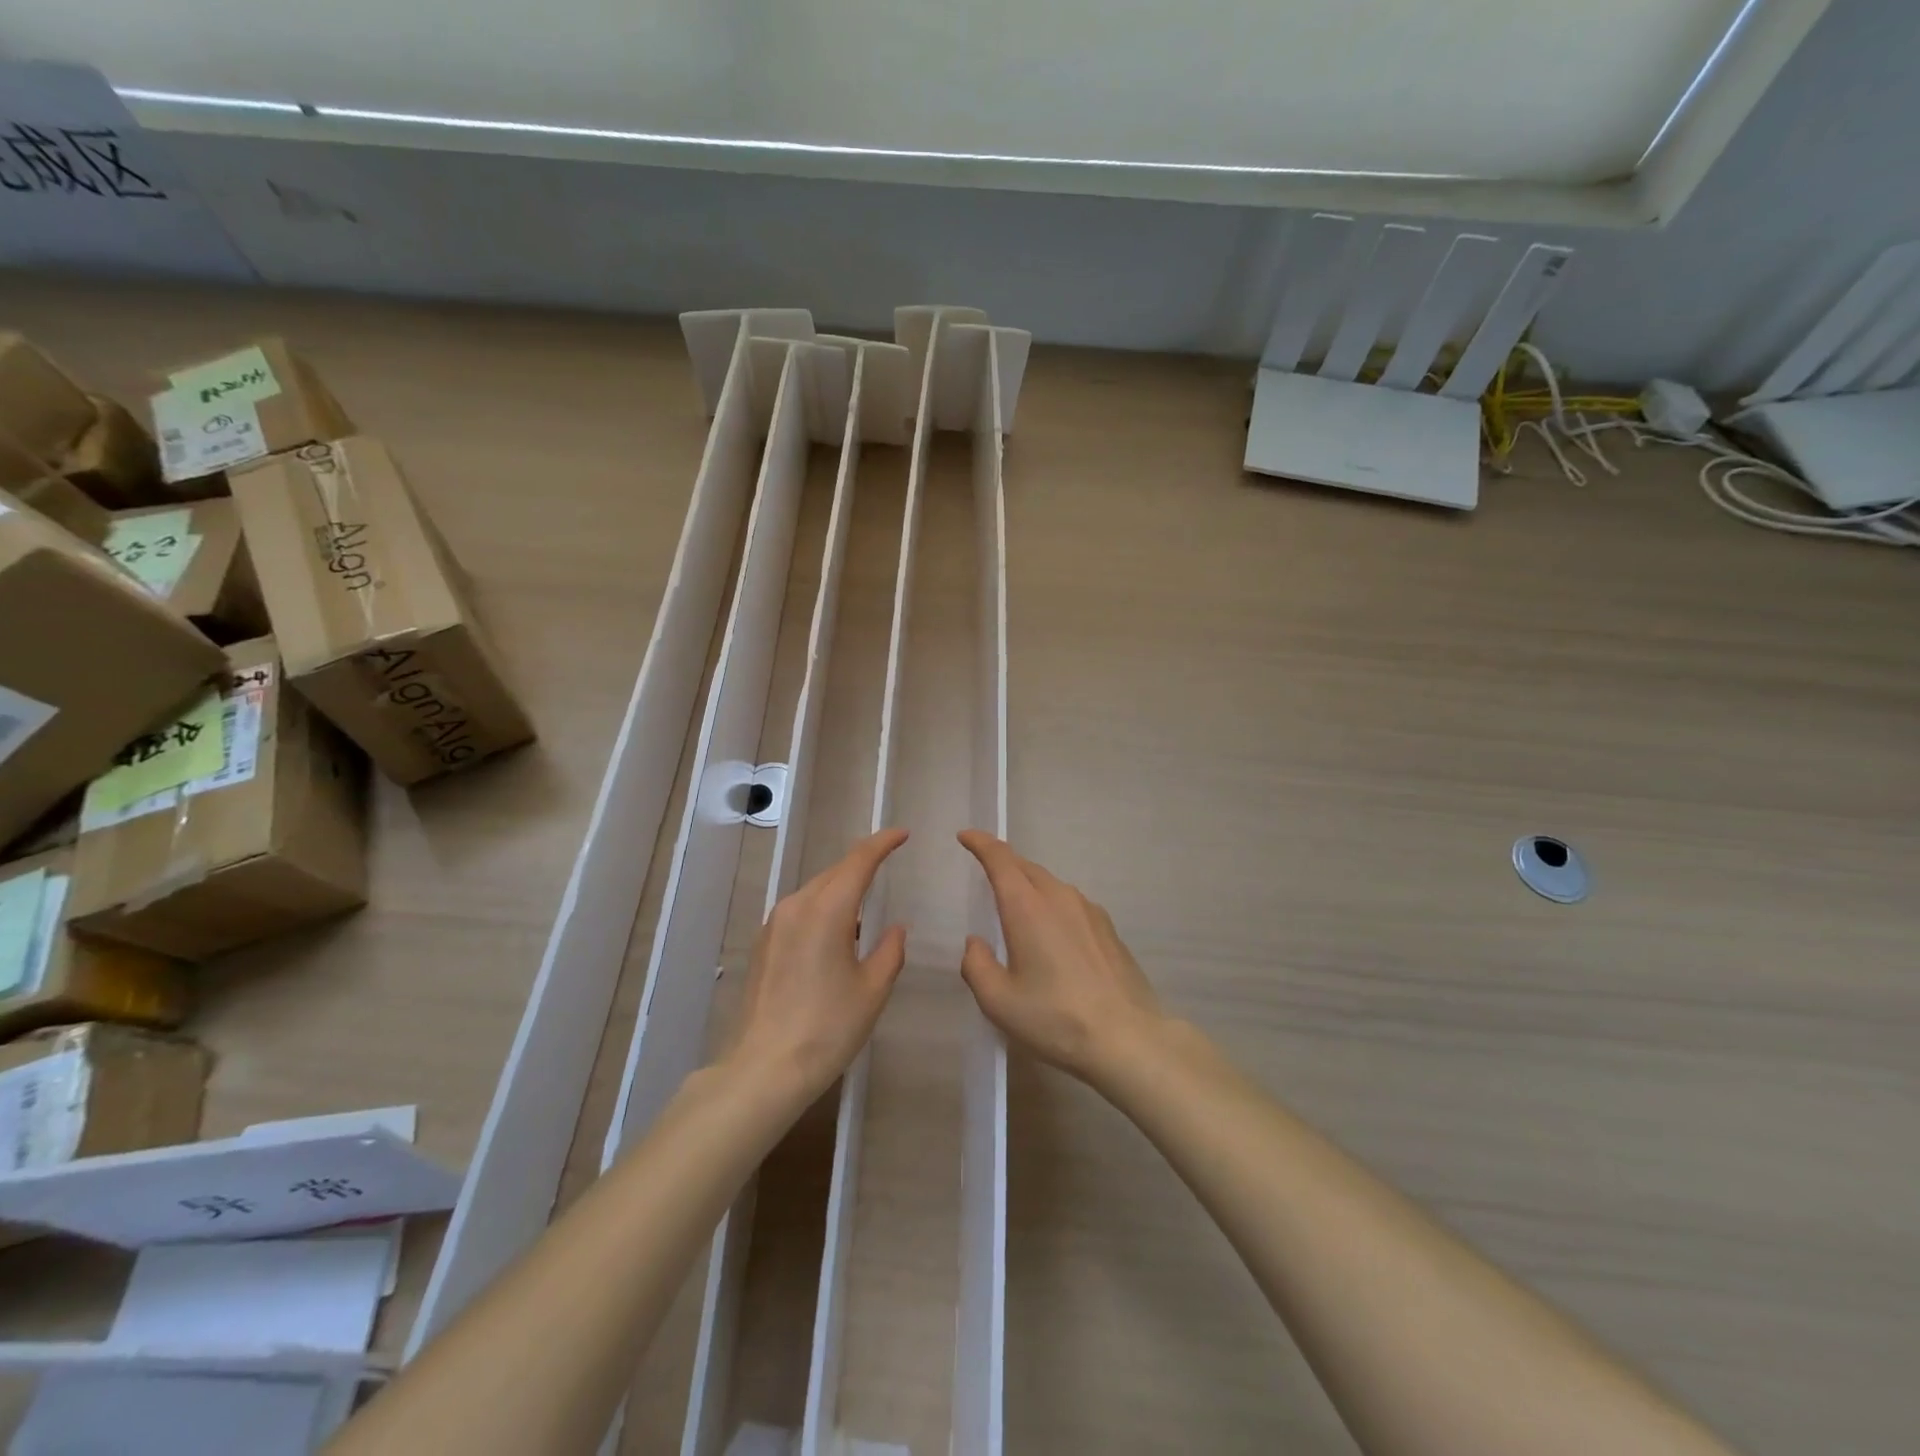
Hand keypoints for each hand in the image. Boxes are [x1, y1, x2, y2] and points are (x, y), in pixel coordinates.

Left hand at [731, 829, 909, 1099]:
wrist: (764, 1069)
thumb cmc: (827, 1028)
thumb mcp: (872, 991)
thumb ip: (889, 951)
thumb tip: (894, 928)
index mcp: (827, 910)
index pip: (858, 862)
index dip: (882, 844)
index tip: (902, 834)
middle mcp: (797, 906)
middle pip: (834, 872)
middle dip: (862, 864)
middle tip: (888, 863)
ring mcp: (774, 925)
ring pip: (815, 891)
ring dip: (841, 889)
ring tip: (865, 905)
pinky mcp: (763, 944)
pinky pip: (799, 911)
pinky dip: (822, 909)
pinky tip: (835, 935)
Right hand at [957, 831, 1168, 1084]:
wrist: (1128, 1038)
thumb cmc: (1055, 1018)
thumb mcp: (999, 1001)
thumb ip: (977, 966)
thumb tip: (976, 944)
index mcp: (1027, 907)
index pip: (1000, 859)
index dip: (981, 843)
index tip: (966, 836)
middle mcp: (1059, 898)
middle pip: (1026, 867)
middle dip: (1003, 862)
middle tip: (985, 869)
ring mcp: (1089, 911)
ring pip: (1050, 884)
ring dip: (1029, 885)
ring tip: (1016, 905)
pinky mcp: (1107, 929)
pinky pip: (1070, 903)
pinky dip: (1052, 905)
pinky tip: (1052, 934)